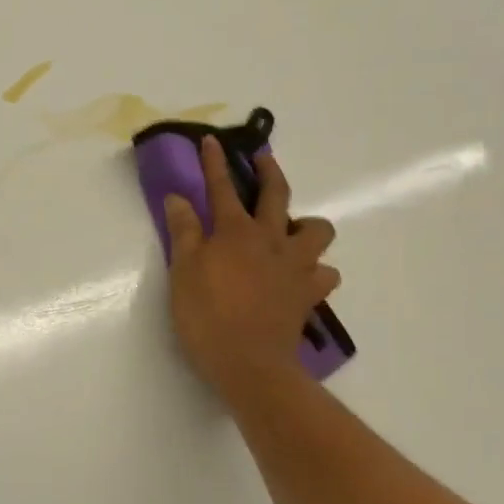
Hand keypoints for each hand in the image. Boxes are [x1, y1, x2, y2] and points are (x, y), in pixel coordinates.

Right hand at [164, 136, 339, 400]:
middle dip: (269, 171)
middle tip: (264, 159)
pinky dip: (317, 271)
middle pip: (277, 195)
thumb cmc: (208, 317)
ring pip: (317, 231)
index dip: (214, 163)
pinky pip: (325, 274)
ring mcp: (296, 266)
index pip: (221, 188)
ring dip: (307, 225)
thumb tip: (178, 198)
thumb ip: (184, 233)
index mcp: (235, 232)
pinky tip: (303, 276)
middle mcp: (271, 240)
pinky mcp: (309, 294)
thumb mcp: (183, 273)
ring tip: (293, 231)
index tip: (211, 140)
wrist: (250, 364)